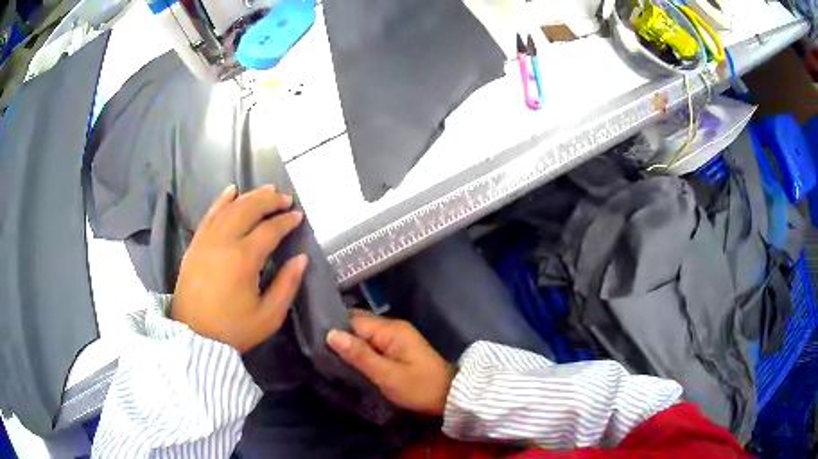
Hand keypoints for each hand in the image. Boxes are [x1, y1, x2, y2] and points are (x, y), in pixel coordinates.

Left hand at [172, 184, 307, 353]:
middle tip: (285, 198)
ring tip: (266, 190)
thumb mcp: (268, 316)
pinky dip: (221, 200)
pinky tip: (231, 191)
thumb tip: (301, 259)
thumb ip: (287, 285)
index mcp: (244, 259)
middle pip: (248, 209)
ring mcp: (206, 240)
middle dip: (269, 200)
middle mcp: (224, 242)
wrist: (194, 336)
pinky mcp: (195, 244)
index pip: (270, 230)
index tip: (298, 215)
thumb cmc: (234, 329)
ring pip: (229, 208)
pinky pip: (209, 215)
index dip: (286, 221)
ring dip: (249, 196)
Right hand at [326, 311, 454, 415]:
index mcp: (390, 329)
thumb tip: (331, 334)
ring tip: (326, 355)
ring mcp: (396, 337)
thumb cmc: (419, 387)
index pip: (353, 320)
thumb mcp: (387, 375)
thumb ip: (359, 355)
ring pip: (365, 334)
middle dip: (340, 336)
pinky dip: (360, 350)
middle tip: (316, 349)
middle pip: (358, 324)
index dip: (334, 328)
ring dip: (349, 344)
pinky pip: (373, 343)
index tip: (313, 338)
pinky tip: (348, 360)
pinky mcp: (398, 348)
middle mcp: (392, 327)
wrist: (450, 396)